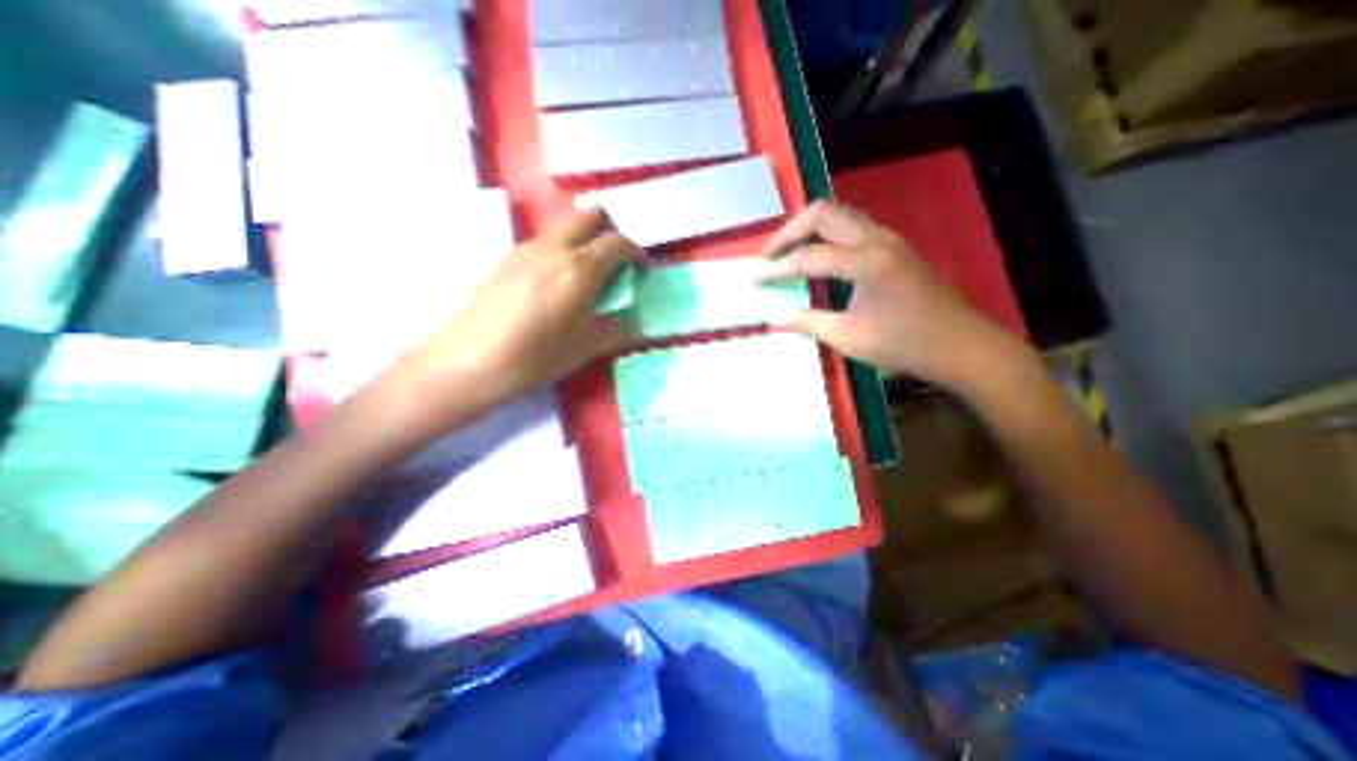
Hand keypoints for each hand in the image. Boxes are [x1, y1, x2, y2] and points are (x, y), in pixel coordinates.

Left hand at [400, 209, 641, 415]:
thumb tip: (636, 325)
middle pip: (591, 215)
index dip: (636, 254)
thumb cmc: (534, 358)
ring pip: (566, 226)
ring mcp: (526, 249)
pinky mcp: (506, 258)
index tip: (640, 273)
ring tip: (586, 280)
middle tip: (615, 266)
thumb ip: (617, 330)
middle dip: (611, 233)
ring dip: (585, 241)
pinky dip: (562, 252)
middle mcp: (554, 248)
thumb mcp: (585, 349)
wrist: (467, 363)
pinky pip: (545, 242)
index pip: (618, 242)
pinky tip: (555, 287)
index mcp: (580, 268)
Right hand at [761, 199, 1017, 387]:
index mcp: (864, 261)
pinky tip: (819, 257)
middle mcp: (875, 239)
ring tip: (788, 251)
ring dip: (809, 228)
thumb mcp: (847, 337)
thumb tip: (774, 318)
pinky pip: (853, 227)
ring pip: (839, 215)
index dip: (776, 268)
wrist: (958, 345)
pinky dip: (828, 235)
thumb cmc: (902, 343)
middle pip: (822, 213)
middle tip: (769, 254)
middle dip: (789, 230)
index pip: (807, 257)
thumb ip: (807, 322)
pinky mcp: (894, 247)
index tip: (753, 277)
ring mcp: (888, 239)